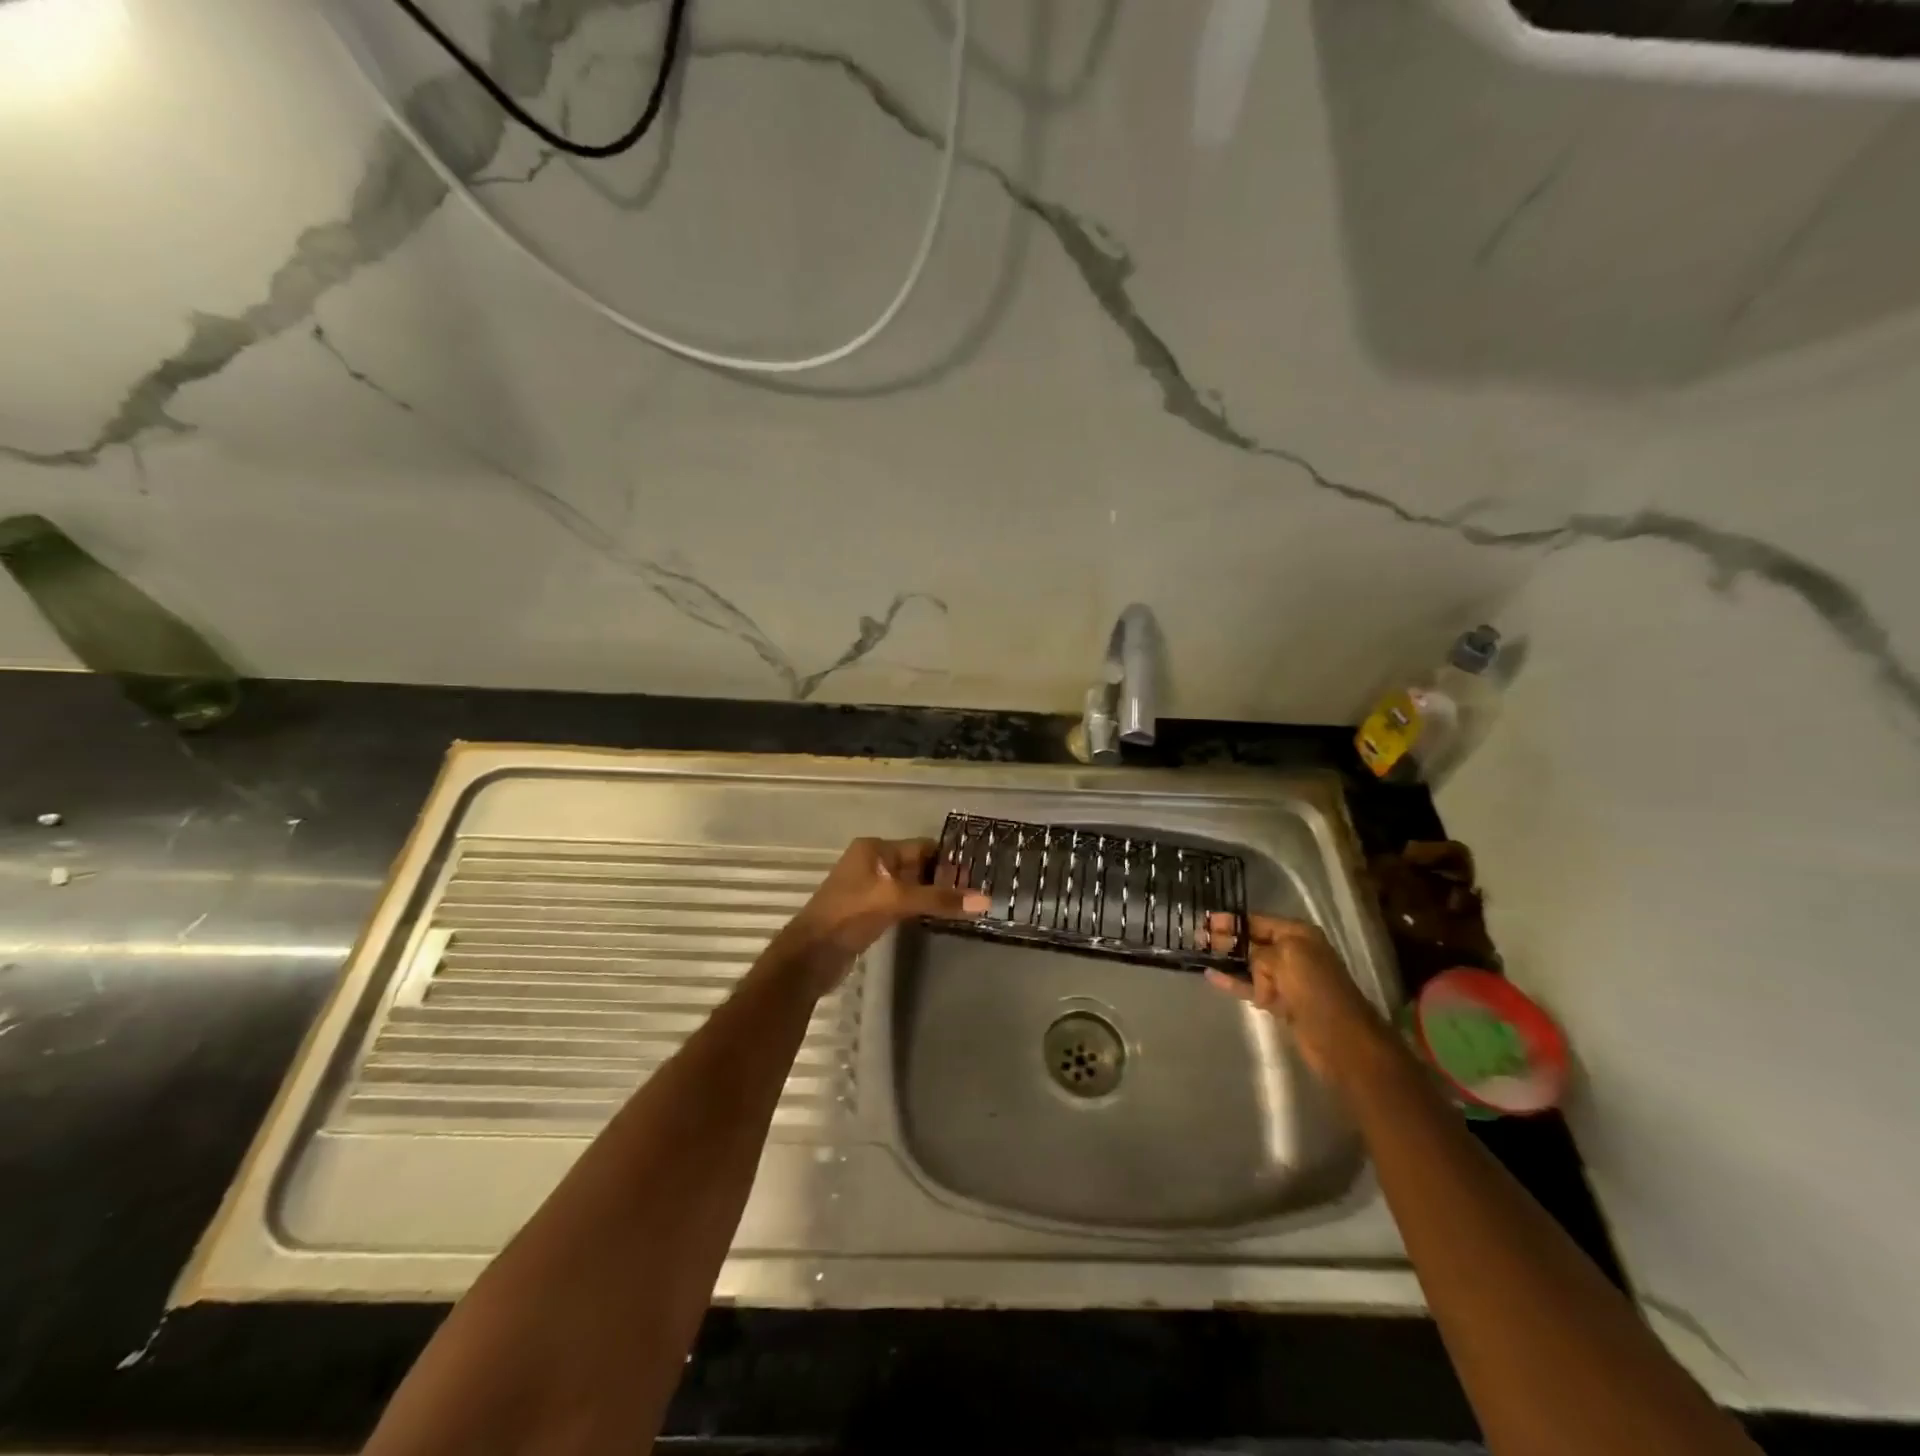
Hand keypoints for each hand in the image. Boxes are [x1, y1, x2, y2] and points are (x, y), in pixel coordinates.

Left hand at [770, 837, 988, 998]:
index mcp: (874, 849)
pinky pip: (901, 904)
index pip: (922, 847)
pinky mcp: (868, 912)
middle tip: (977, 892)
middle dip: (944, 878)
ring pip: (910, 886)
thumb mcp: (897, 901)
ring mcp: (869, 889)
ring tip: (965, 906)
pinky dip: (919, 908)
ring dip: (932, 895)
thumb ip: (939, 899)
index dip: (949, 860)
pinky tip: (938, 918)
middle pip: (917, 865)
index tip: (979, 873)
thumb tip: (985, 899)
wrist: (810, 956)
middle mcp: (872, 863)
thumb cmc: (850, 915)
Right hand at [1202, 912, 1387, 1085]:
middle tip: (1198, 937)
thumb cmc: (1315, 989)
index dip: (1231, 921)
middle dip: (1227, 939)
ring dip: (1227, 961)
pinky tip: (1211, 976)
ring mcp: (1286, 979)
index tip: (1204, 921)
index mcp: (1298, 935)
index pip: (1257, 921)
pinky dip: (1233, 982)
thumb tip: (1247, 964)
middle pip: (1252, 941)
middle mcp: (1293, 952)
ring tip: (1200, 955)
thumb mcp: (1285, 957)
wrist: (1341, 1040)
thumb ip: (1258, 952)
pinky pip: (1251, 986)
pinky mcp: (1280, 1002)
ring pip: (1249, 965)